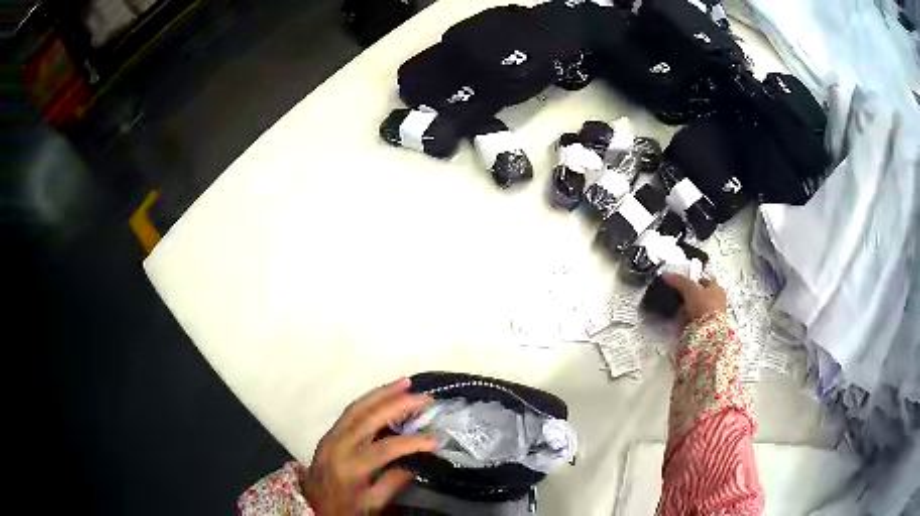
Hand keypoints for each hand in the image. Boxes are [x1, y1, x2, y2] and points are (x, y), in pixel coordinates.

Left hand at [302, 378, 435, 514]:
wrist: (311, 505)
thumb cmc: (344, 508)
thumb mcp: (372, 504)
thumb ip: (394, 483)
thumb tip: (418, 461)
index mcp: (350, 468)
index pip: (385, 448)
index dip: (413, 442)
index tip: (435, 439)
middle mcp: (337, 446)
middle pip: (369, 418)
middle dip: (398, 405)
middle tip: (424, 398)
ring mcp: (330, 436)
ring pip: (356, 408)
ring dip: (382, 393)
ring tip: (405, 383)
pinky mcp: (328, 433)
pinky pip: (349, 411)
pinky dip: (368, 400)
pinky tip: (383, 395)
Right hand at [663, 273, 726, 329]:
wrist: (707, 333)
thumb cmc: (704, 305)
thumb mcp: (690, 289)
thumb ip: (679, 280)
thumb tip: (666, 273)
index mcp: (717, 288)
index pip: (703, 280)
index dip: (692, 280)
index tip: (680, 282)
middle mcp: (717, 301)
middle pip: (699, 295)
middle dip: (688, 296)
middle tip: (676, 297)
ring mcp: (711, 316)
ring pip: (695, 309)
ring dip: (686, 310)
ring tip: (675, 311)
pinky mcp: (705, 328)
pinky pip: (693, 321)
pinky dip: (685, 321)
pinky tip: (678, 321)